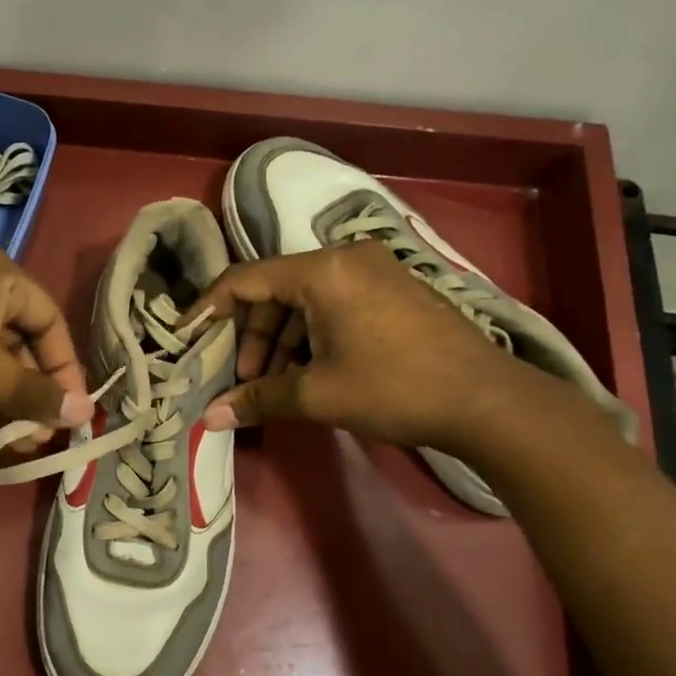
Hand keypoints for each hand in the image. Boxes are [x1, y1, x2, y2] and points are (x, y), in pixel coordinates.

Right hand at [194, 241, 539, 451]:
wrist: (488, 402)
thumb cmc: (395, 389)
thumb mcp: (318, 394)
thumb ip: (259, 398)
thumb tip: (210, 418)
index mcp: (322, 271)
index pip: (244, 280)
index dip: (209, 310)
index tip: (187, 339)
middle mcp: (346, 258)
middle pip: (274, 290)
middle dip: (251, 336)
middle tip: (242, 378)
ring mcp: (375, 270)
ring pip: (305, 299)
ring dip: (281, 340)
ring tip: (274, 383)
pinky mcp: (394, 289)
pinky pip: (334, 303)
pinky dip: (311, 335)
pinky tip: (308, 371)